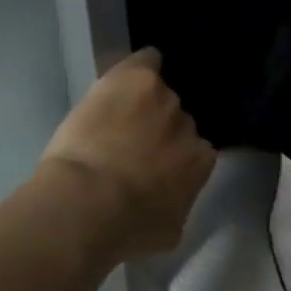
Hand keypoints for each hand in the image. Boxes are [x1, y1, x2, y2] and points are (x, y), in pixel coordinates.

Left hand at [41, 48, 214, 256]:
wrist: (90, 203)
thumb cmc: (129, 228)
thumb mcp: (169, 229)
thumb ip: (179, 204)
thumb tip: (174, 199)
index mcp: (201, 163)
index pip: (195, 152)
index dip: (173, 157)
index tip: (153, 166)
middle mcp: (190, 127)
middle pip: (178, 121)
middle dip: (160, 130)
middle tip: (131, 144)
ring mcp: (164, 100)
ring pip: (159, 94)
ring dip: (144, 103)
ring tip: (119, 114)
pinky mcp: (138, 77)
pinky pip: (148, 60)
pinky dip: (141, 64)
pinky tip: (129, 72)